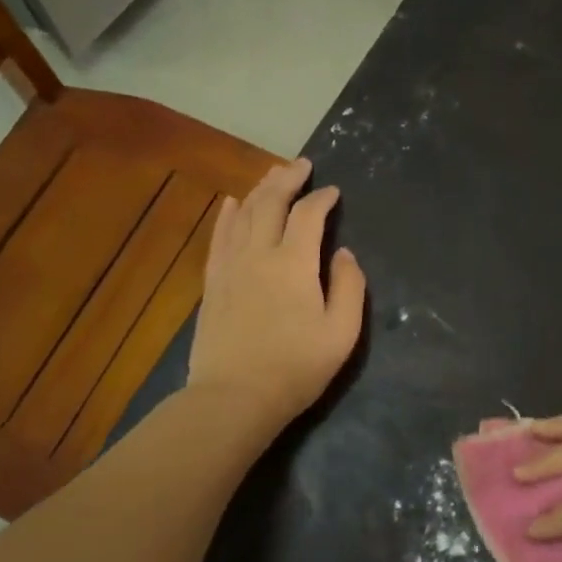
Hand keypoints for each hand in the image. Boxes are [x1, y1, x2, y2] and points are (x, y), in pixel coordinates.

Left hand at [188, 158, 366, 433]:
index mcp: (293, 264)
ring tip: (273, 175)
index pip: (308, 215)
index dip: (322, 199)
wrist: (234, 397)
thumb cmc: (296, 368)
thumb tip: (343, 254)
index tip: (334, 192)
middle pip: (270, 202)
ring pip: (243, 213)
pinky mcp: (213, 282)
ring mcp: (230, 266)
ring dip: (259, 189)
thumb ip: (349, 287)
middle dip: (287, 179)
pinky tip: (231, 202)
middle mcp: (259, 254)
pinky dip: (227, 214)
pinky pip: (219, 236)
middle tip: (302, 164)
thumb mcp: (341, 333)